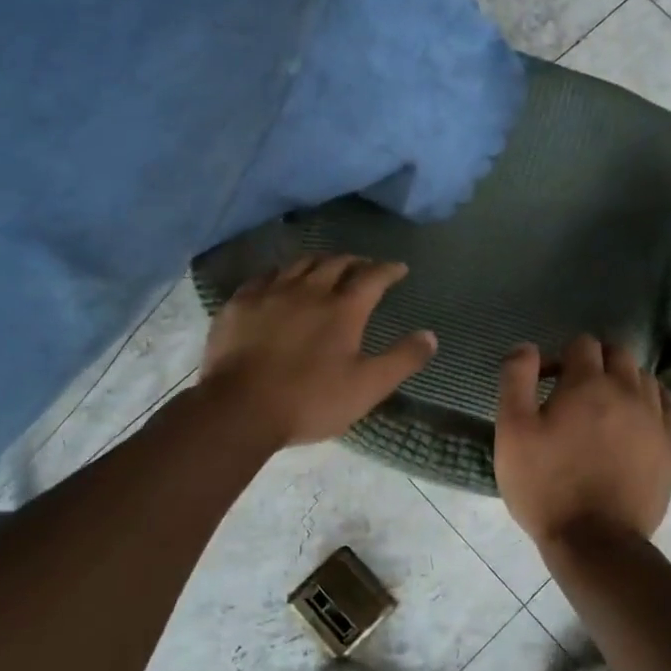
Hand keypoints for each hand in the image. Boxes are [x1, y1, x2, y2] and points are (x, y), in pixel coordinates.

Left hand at [198, 255, 436, 446]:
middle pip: (335, 263)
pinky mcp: (239, 304)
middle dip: (354, 262)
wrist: (239, 409)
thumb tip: (431, 336)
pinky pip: (264, 276)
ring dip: (319, 262)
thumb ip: (402, 360)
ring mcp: (270, 293)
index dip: (388, 270)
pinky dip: (280, 273)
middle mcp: (308, 290)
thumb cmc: (310, 400)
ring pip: (299, 264)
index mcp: (343, 309)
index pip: (372, 277)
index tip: (399, 268)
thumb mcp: (367, 387)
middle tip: (363, 266)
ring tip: (325, 267)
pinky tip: (278, 281)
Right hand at [494, 336, 670, 548]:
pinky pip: (666, 405)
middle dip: (593, 362)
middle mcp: (628, 392)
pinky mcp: (669, 447)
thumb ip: (516, 380)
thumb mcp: (512, 431)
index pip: (582, 344)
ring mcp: (655, 419)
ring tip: (601, 407)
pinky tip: (634, 417)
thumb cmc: (545, 485)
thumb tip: (527, 347)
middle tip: (571, 392)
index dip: (559, 357)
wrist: (596, 542)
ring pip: (643, 377)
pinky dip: (649, 400)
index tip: (544, 384)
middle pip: (618, 353)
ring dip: (621, 380)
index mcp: (588, 384)